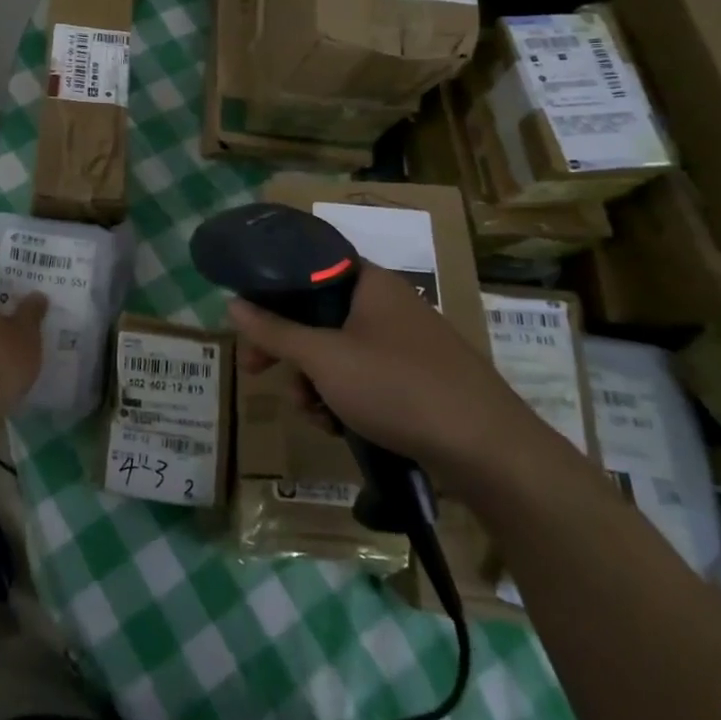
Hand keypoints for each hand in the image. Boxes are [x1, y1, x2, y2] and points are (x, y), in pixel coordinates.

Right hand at [230, 264, 541, 486]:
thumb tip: (232, 303)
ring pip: (339, 351)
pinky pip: (365, 376)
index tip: (248, 325)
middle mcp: (388, 304)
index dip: (271, 294)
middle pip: (318, 315)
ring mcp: (406, 342)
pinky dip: (344, 397)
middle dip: (288, 350)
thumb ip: (274, 331)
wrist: (487, 450)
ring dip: (314, 381)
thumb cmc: (397, 387)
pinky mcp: (419, 378)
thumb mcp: (324, 359)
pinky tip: (338, 426)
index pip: (307, 269)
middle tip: (259, 373)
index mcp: (369, 282)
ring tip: (313, 413)